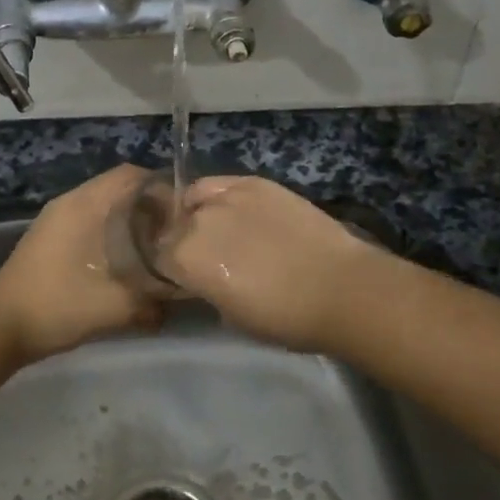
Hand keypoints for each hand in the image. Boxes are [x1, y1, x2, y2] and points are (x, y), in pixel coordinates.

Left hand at [0, 165, 164, 362]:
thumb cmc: (57, 307)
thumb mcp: (114, 307)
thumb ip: (153, 300)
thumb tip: (180, 294)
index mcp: (83, 205)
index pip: (131, 175)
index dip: (163, 189)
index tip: (183, 215)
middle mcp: (69, 202)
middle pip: (119, 187)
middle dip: (150, 205)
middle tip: (173, 233)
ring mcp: (55, 218)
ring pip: (103, 204)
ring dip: (130, 219)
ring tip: (154, 247)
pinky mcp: (49, 236)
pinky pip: (89, 219)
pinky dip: (111, 230)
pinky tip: (123, 259)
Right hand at [160, 175, 391, 352]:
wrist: (340, 288)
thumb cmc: (285, 318)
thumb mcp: (231, 316)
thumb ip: (206, 289)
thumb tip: (204, 279)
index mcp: (185, 258)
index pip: (158, 257)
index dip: (170, 269)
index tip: (185, 278)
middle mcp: (197, 221)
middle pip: (174, 226)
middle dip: (183, 240)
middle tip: (206, 257)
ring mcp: (227, 196)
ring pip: (194, 198)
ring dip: (198, 214)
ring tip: (220, 229)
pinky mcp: (255, 182)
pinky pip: (222, 184)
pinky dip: (221, 196)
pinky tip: (237, 210)